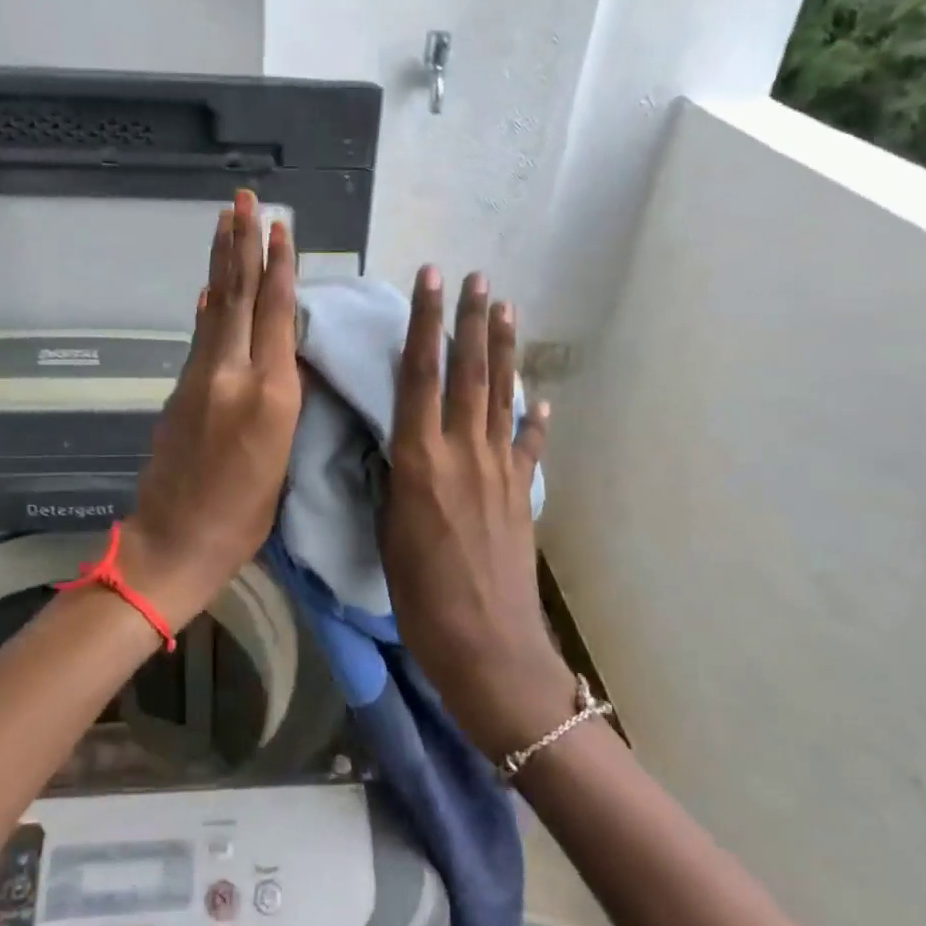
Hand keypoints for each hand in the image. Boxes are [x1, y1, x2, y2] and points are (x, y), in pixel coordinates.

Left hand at [121, 191, 300, 626]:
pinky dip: (208, 305)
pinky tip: (211, 286)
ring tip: (226, 221)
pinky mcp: (180, 389)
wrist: (175, 541)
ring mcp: (200, 378)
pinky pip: (200, 335)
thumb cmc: (244, 516)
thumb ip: (282, 399)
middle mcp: (233, 374)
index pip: (277, 315)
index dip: (280, 267)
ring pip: (216, 308)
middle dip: (243, 244)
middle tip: (243, 199)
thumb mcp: (282, 458)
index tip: (280, 226)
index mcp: (270, 396)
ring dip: (222, 262)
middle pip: (240, 297)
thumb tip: (278, 353)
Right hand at [381, 266, 569, 760]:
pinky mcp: (520, 494)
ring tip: (503, 309)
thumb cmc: (421, 597)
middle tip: (476, 278)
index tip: (429, 281)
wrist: (488, 647)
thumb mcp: (387, 533)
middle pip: (468, 373)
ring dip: (502, 350)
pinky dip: (533, 419)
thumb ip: (393, 480)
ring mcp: (499, 471)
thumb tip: (393, 446)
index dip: (424, 324)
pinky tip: (538, 399)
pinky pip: (527, 446)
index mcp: (420, 460)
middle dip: (469, 321)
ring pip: (500, 396)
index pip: (419, 376)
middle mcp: (463, 453)